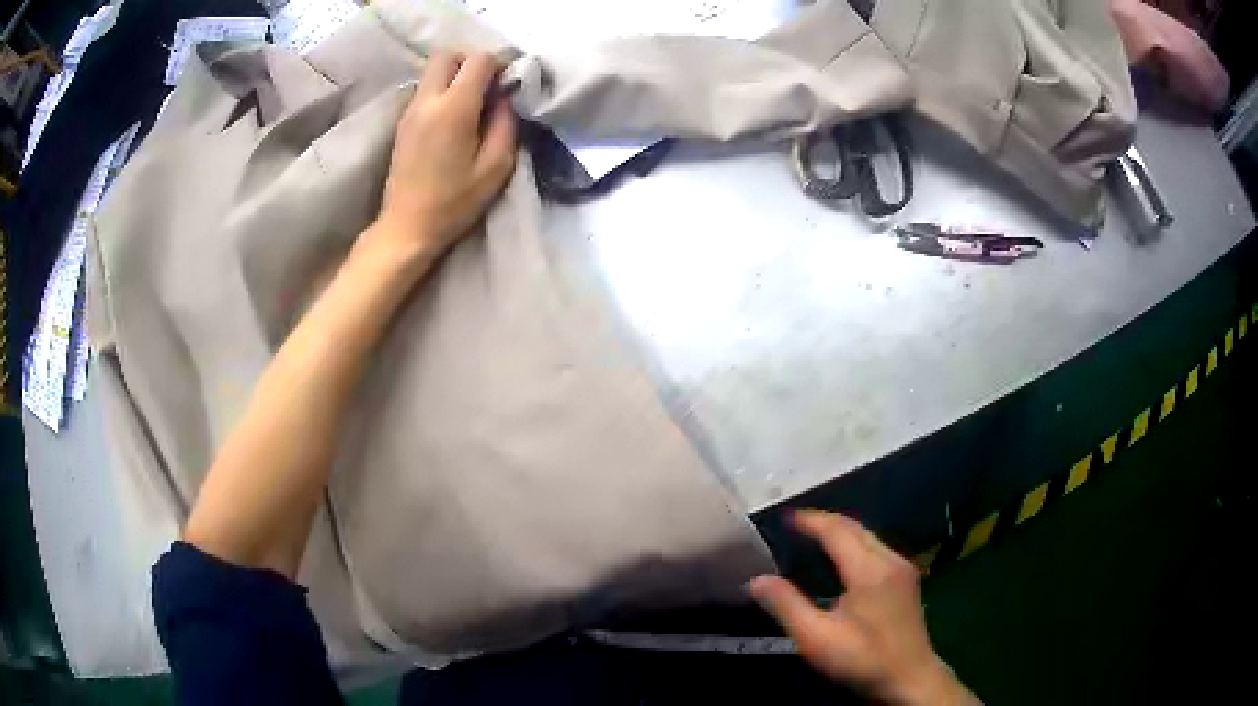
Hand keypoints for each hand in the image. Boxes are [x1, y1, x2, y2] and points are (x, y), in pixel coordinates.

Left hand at [371, 51, 516, 259]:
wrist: (407, 227)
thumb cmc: (454, 202)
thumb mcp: (496, 166)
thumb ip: (506, 123)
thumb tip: (505, 96)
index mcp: (454, 108)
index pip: (478, 60)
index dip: (499, 63)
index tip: (509, 82)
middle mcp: (427, 100)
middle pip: (447, 54)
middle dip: (472, 60)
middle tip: (488, 84)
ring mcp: (410, 110)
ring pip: (433, 69)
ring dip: (456, 74)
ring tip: (474, 102)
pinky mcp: (403, 122)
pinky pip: (425, 88)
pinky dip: (443, 89)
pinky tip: (455, 116)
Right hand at [749, 511, 976, 705]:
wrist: (910, 678)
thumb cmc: (862, 658)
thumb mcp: (816, 637)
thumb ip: (786, 605)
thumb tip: (756, 580)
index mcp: (869, 569)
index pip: (837, 531)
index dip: (811, 521)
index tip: (785, 518)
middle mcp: (890, 560)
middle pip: (856, 528)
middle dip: (826, 522)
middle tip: (796, 524)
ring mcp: (903, 569)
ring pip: (869, 538)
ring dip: (841, 533)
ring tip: (813, 538)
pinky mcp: (907, 581)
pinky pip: (877, 549)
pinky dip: (855, 545)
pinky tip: (842, 560)